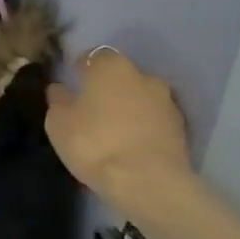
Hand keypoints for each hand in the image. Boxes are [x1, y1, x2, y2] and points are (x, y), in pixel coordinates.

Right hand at [44, 48, 195, 222]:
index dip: (80, 70)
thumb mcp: (58, 123)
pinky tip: (131, 146)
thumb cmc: (94, 144)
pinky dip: (143, 127)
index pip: (92, 57)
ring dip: (128, 108)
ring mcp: (166, 101)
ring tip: (113, 132)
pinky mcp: (181, 128)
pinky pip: (154, 120)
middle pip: (120, 76)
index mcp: (110, 66)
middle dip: (107, 88)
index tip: (72, 85)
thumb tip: (59, 88)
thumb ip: (58, 100)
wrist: (148, 182)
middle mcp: (143, 75)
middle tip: (91, 111)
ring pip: (140, 98)